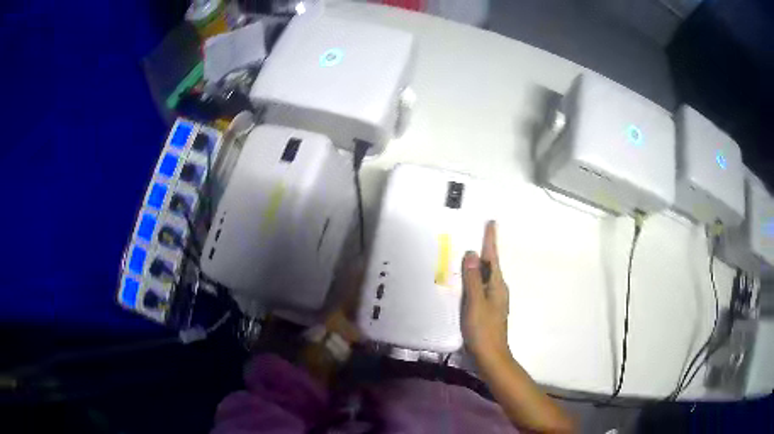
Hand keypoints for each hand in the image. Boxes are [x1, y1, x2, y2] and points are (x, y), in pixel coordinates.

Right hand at [461, 221, 510, 360]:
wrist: (491, 357)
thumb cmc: (483, 330)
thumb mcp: (476, 303)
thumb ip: (473, 279)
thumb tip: (472, 253)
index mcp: (497, 286)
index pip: (493, 257)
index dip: (491, 240)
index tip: (491, 223)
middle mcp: (498, 290)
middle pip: (491, 266)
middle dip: (484, 250)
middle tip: (473, 235)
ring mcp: (493, 301)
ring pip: (485, 277)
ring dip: (478, 265)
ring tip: (466, 255)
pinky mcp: (487, 310)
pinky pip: (480, 288)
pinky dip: (473, 280)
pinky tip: (464, 282)